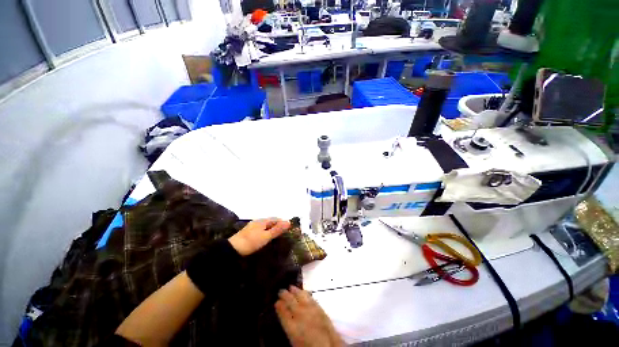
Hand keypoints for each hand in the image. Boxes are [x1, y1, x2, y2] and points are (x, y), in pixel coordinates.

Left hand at [228, 218, 290, 255]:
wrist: (233, 249)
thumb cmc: (252, 242)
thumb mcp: (266, 236)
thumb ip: (277, 229)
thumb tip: (289, 222)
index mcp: (263, 221)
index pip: (276, 219)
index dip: (283, 222)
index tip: (289, 228)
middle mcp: (258, 221)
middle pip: (271, 221)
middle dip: (278, 225)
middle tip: (284, 232)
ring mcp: (253, 226)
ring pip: (266, 225)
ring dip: (272, 228)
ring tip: (277, 235)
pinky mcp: (249, 232)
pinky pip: (261, 229)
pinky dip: (266, 231)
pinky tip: (266, 236)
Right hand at [275, 286, 343, 346]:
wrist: (327, 346)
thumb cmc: (308, 346)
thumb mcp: (294, 339)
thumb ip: (288, 325)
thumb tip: (284, 314)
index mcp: (292, 326)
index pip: (282, 311)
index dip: (278, 305)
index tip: (276, 302)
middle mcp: (300, 314)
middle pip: (290, 301)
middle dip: (284, 294)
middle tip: (280, 291)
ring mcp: (310, 309)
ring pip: (300, 295)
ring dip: (295, 291)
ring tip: (291, 287)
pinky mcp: (319, 307)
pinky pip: (310, 297)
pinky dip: (305, 293)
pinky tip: (303, 291)